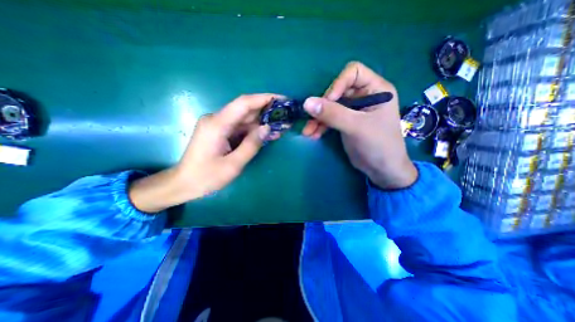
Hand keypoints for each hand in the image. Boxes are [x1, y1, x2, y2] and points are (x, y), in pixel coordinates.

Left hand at [127, 94, 280, 213]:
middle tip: (286, 115)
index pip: (244, 103)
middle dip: (267, 111)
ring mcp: (218, 125)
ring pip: (244, 119)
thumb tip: (267, 128)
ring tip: (281, 125)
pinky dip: (254, 130)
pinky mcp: (220, 132)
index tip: (282, 99)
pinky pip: (240, 127)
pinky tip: (267, 134)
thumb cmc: (206, 177)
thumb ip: (251, 145)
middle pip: (245, 109)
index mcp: (217, 124)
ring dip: (262, 121)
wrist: (183, 183)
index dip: (264, 98)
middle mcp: (217, 119)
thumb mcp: (233, 165)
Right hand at [301, 61, 417, 187]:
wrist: (382, 169)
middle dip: (323, 106)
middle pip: (337, 91)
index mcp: (376, 89)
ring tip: (308, 132)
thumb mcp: (356, 127)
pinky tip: (313, 135)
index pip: (353, 72)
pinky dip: (320, 126)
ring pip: (330, 106)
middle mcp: (364, 96)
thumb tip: (307, 102)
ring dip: (318, 118)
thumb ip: (332, 114)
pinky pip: (329, 118)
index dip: (338, 84)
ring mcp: (354, 110)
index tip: (329, 101)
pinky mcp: (346, 122)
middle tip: (311, 120)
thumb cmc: (378, 145)